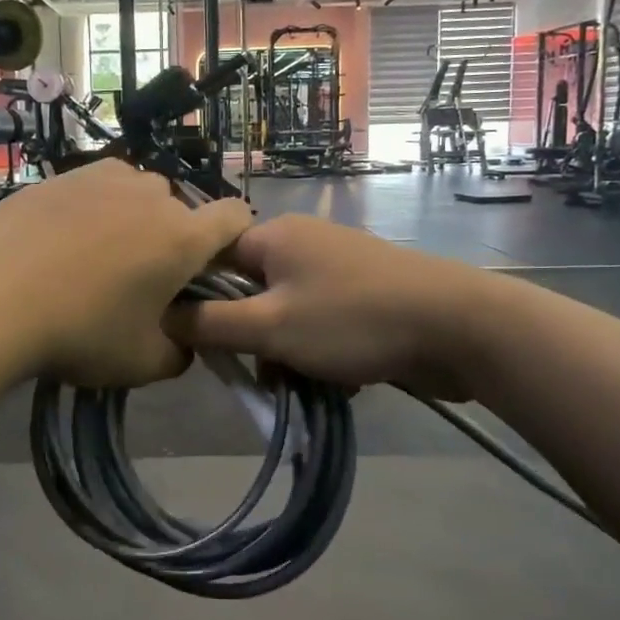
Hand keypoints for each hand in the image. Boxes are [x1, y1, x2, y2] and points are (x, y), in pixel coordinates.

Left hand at [0, 161, 253, 387]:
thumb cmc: (79, 333)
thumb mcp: (142, 364)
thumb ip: (180, 352)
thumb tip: (181, 339)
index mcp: (183, 236)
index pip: (235, 216)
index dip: (232, 240)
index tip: (207, 270)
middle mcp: (150, 194)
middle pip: (179, 208)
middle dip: (170, 237)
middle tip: (139, 278)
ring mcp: (99, 178)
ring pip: (134, 192)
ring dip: (130, 217)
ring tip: (95, 255)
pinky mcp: (57, 176)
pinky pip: (91, 188)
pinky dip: (89, 209)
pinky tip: (57, 241)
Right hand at [165, 215, 489, 399]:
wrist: (458, 327)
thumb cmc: (352, 320)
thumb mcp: (269, 326)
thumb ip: (209, 324)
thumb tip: (162, 316)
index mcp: (274, 236)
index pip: (212, 260)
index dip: (197, 300)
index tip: (198, 342)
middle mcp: (303, 243)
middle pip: (249, 292)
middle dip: (250, 337)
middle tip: (259, 371)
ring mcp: (339, 268)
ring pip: (287, 314)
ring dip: (287, 352)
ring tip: (302, 383)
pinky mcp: (366, 295)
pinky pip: (322, 324)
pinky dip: (321, 352)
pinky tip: (341, 378)